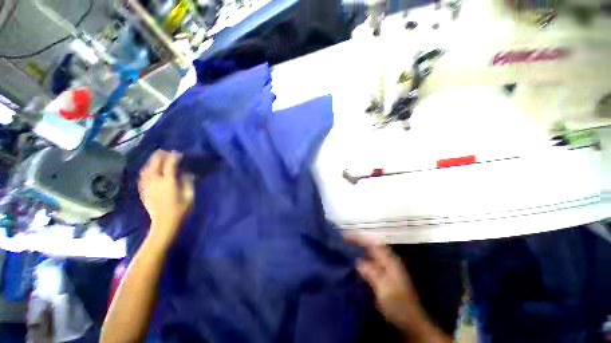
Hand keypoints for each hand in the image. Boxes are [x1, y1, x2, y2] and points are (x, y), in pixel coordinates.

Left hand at [139, 150, 193, 245]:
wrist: (165, 224)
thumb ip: (188, 183)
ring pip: (146, 170)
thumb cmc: (181, 210)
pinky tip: (148, 170)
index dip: (174, 157)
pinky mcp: (144, 192)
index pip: (170, 165)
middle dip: (160, 156)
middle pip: (155, 165)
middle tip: (165, 152)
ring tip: (156, 158)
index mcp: (169, 182)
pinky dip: (145, 171)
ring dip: (151, 162)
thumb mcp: (189, 196)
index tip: (178, 153)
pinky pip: (142, 178)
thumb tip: (187, 173)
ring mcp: (148, 187)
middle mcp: (156, 182)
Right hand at [346, 236, 422, 331]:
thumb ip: (372, 272)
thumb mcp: (384, 289)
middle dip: (358, 242)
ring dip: (359, 250)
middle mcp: (388, 261)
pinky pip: (370, 263)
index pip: (373, 244)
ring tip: (346, 250)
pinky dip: (362, 260)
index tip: (346, 237)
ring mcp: (387, 269)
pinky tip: (354, 264)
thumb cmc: (398, 304)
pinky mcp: (384, 276)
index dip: (360, 239)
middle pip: (371, 246)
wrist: (411, 321)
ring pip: (370, 254)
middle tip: (344, 243)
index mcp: (390, 261)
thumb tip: (358, 261)